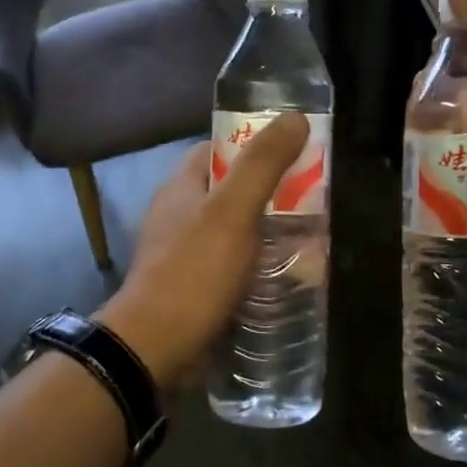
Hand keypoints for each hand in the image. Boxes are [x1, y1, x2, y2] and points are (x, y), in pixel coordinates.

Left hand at [96, 113, 311, 391]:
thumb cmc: (193, 272)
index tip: (294, 152)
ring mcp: (182, 254)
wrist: (153, 349)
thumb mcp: (233, 211)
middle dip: (270, 193)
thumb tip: (294, 117)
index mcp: (181, 187)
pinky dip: (257, 265)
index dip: (254, 144)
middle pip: (230, 190)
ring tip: (309, 239)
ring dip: (267, 231)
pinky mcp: (192, 288)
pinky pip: (230, 265)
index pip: (218, 149)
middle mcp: (178, 215)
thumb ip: (262, 164)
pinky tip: (284, 277)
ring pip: (233, 230)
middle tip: (313, 200)